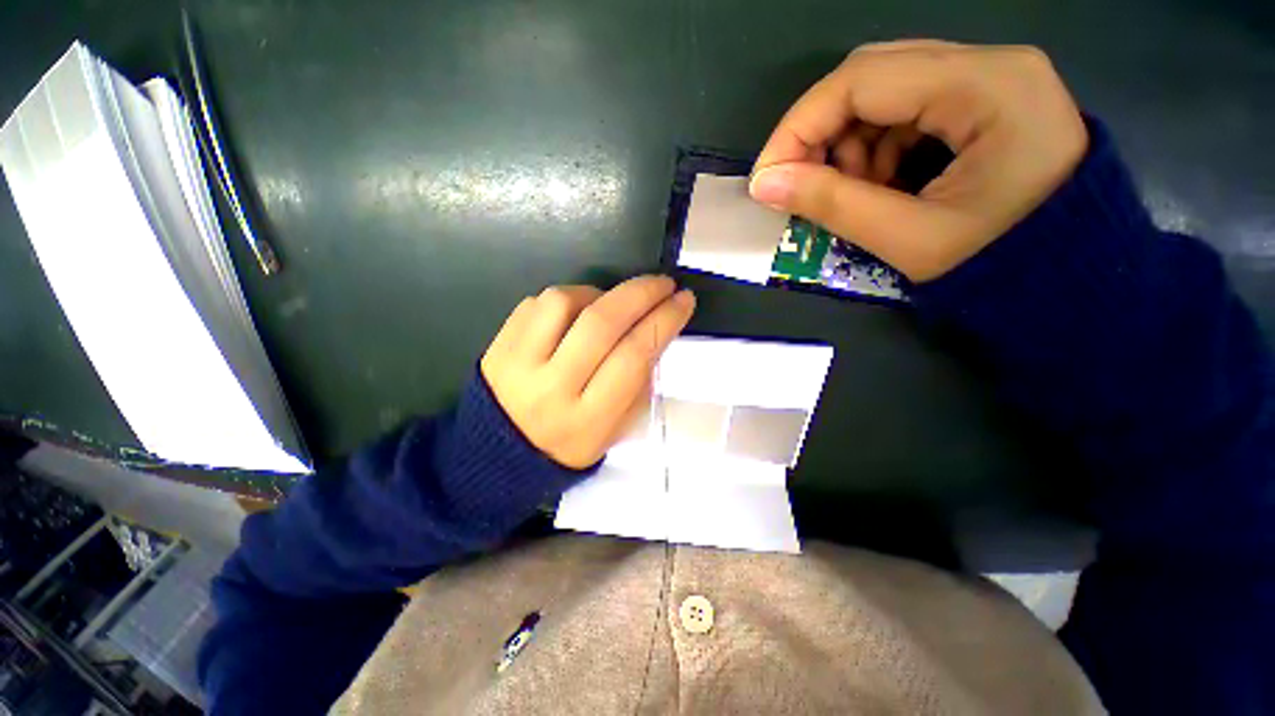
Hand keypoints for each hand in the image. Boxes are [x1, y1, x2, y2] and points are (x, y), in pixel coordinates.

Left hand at [481, 275, 695, 468]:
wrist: (503, 452)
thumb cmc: (571, 442)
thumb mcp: (616, 429)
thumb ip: (639, 382)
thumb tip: (654, 330)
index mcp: (589, 417)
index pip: (635, 355)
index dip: (664, 320)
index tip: (683, 300)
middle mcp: (553, 387)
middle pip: (602, 323)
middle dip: (641, 293)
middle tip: (662, 284)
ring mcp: (519, 362)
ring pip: (564, 302)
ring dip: (598, 293)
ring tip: (609, 303)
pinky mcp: (500, 343)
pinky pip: (537, 301)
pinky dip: (567, 298)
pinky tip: (577, 310)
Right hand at [750, 40, 1088, 281]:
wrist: (1070, 282)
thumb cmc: (1001, 267)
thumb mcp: (907, 239)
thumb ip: (831, 204)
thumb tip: (764, 185)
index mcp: (987, 87)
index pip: (862, 79)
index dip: (799, 127)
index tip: (765, 177)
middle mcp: (991, 65)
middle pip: (872, 75)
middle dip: (821, 134)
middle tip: (800, 185)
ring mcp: (991, 79)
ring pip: (885, 92)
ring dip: (849, 145)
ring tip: (851, 194)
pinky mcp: (984, 101)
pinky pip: (907, 110)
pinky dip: (875, 148)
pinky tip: (879, 185)